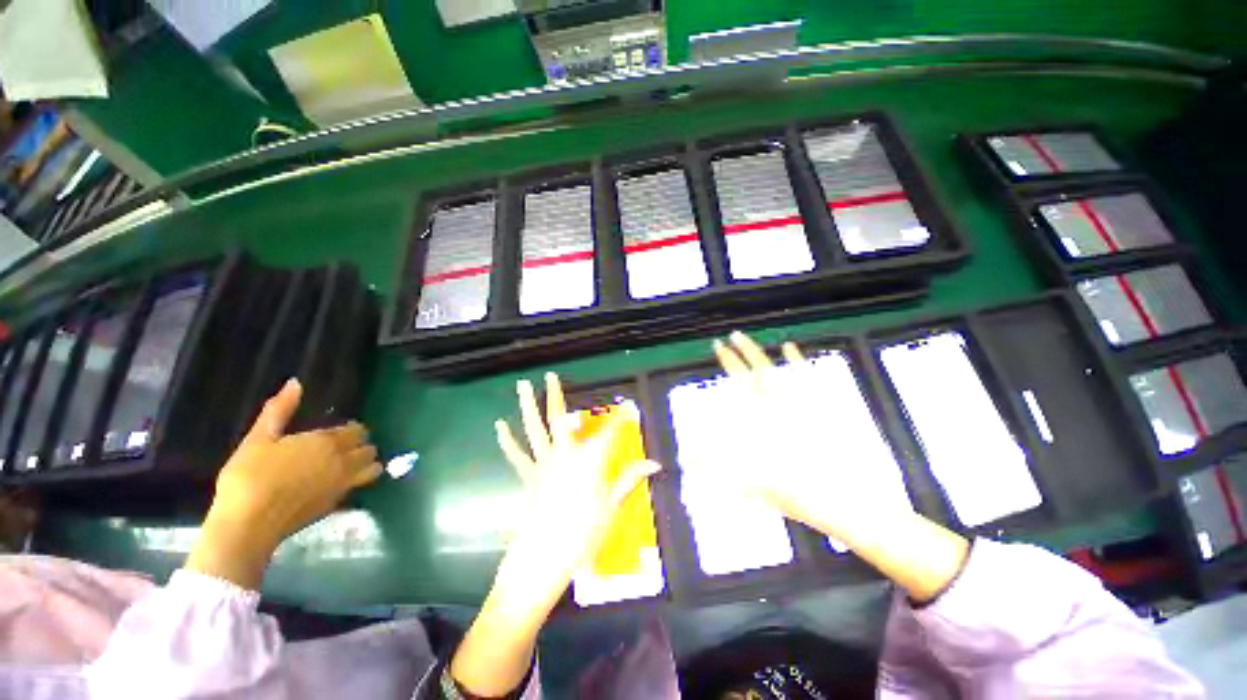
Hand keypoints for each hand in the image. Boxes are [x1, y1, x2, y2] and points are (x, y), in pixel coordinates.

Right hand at [186, 379, 381, 589]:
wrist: (248, 524)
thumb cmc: (250, 477)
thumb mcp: (259, 439)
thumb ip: (279, 411)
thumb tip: (295, 383)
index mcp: (328, 442)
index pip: (358, 431)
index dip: (352, 430)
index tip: (341, 431)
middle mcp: (344, 461)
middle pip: (369, 449)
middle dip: (362, 445)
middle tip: (345, 447)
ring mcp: (343, 484)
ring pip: (373, 468)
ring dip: (367, 463)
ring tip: (348, 464)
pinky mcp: (337, 504)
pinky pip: (359, 488)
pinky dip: (356, 482)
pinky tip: (337, 484)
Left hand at [452, 373, 659, 696]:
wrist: (544, 558)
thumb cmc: (584, 532)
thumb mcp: (612, 504)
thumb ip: (630, 478)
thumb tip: (655, 464)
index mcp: (589, 460)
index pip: (610, 432)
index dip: (622, 417)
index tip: (629, 404)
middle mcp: (565, 453)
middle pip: (560, 419)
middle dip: (556, 395)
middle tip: (551, 375)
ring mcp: (543, 463)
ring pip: (535, 428)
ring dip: (528, 405)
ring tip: (522, 385)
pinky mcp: (529, 476)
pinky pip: (517, 455)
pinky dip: (507, 440)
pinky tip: (499, 426)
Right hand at [711, 331, 912, 539]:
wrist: (850, 501)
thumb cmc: (801, 495)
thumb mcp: (756, 486)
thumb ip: (722, 469)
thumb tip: (690, 459)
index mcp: (757, 422)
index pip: (732, 390)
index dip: (721, 375)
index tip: (713, 359)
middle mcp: (773, 406)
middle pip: (746, 374)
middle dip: (730, 358)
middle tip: (719, 344)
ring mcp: (798, 402)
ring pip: (769, 368)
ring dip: (753, 351)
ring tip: (739, 336)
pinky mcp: (823, 403)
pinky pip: (806, 374)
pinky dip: (796, 359)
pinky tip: (789, 346)